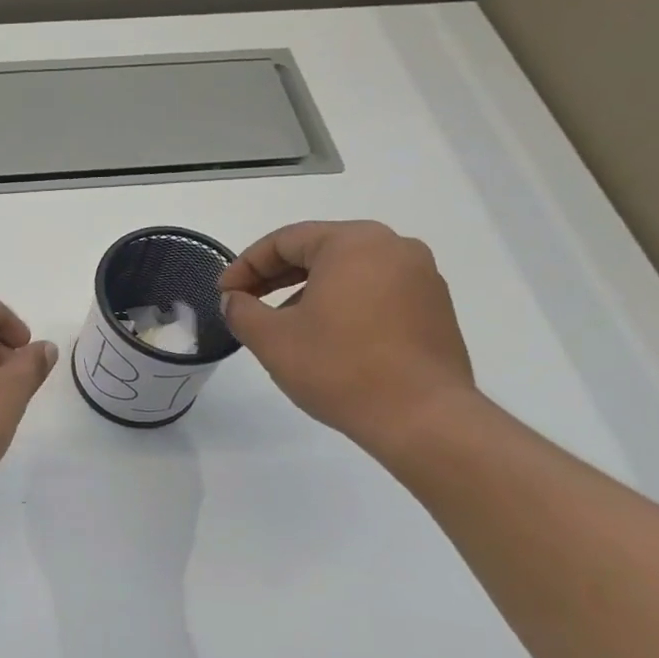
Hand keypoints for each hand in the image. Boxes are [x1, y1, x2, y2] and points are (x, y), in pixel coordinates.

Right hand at [218, 221, 474, 456]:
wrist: (422, 417)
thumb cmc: (339, 367)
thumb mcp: (271, 338)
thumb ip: (242, 310)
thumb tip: (235, 300)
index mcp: (353, 243)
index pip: (285, 240)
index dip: (245, 265)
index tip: (224, 294)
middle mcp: (394, 247)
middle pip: (319, 250)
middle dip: (275, 276)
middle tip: (245, 302)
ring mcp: (421, 277)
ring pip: (348, 272)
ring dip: (307, 291)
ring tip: (281, 324)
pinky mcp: (435, 308)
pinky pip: (375, 291)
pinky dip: (342, 304)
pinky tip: (324, 337)